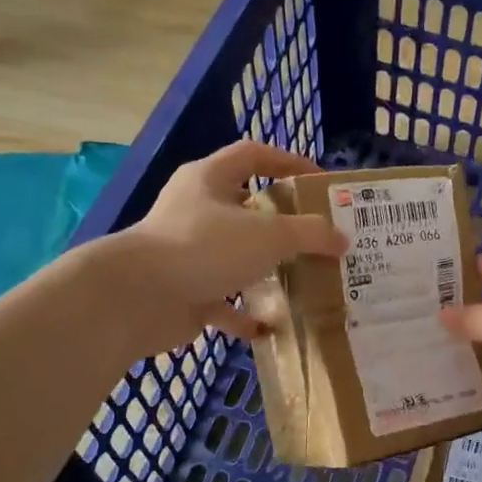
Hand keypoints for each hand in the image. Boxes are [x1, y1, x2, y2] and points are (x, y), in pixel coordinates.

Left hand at [109, 142, 347, 353]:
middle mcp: (196, 210)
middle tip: (315, 236)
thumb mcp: (269, 235)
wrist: (138, 297)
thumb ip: (310, 234)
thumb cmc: (205, 248)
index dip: (288, 161)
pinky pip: (222, 301)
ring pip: (235, 256)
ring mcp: (188, 252)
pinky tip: (269, 327)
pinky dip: (244, 314)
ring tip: (301, 281)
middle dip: (280, 222)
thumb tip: (342, 239)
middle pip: (245, 207)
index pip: (253, 155)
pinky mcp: (185, 290)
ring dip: (265, 270)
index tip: (319, 181)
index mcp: (209, 179)